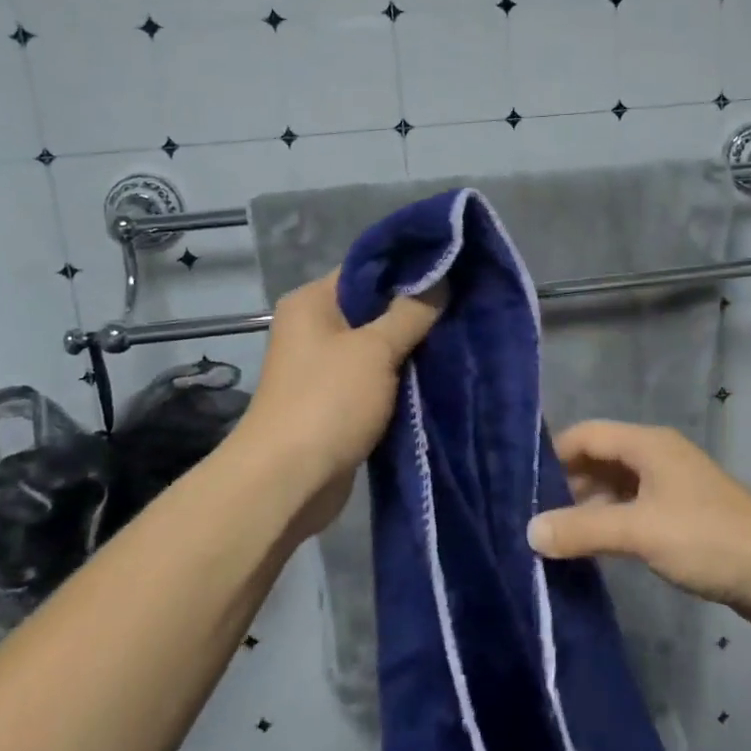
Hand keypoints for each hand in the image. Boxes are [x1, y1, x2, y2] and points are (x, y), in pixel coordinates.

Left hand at [233, 272, 442, 533]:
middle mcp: (314, 328)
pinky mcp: (337, 402)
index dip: (408, 267)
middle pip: (374, 307)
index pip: (366, 268)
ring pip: (377, 346)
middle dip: (416, 310)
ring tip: (459, 336)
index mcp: (313, 302)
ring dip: (411, 347)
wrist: (288, 482)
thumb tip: (439, 278)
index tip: (453, 268)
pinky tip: (437, 373)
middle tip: (462, 305)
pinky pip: (376, 378)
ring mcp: (324, 367)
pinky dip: (401, 378)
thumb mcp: (375, 349)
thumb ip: (410, 312)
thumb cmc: (328, 401)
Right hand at [527, 420, 750, 624]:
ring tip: (558, 535)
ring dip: (589, 505)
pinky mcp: (683, 513)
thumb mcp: (638, 532)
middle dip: (568, 483)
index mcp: (647, 444)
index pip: (587, 434)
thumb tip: (530, 531)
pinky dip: (612, 520)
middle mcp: (657, 455)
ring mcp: (672, 484)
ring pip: (617, 485)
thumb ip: (582, 530)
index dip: (553, 455)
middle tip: (536, 515)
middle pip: (600, 458)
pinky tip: (596, 547)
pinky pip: (635, 507)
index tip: (523, 484)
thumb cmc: (706, 538)